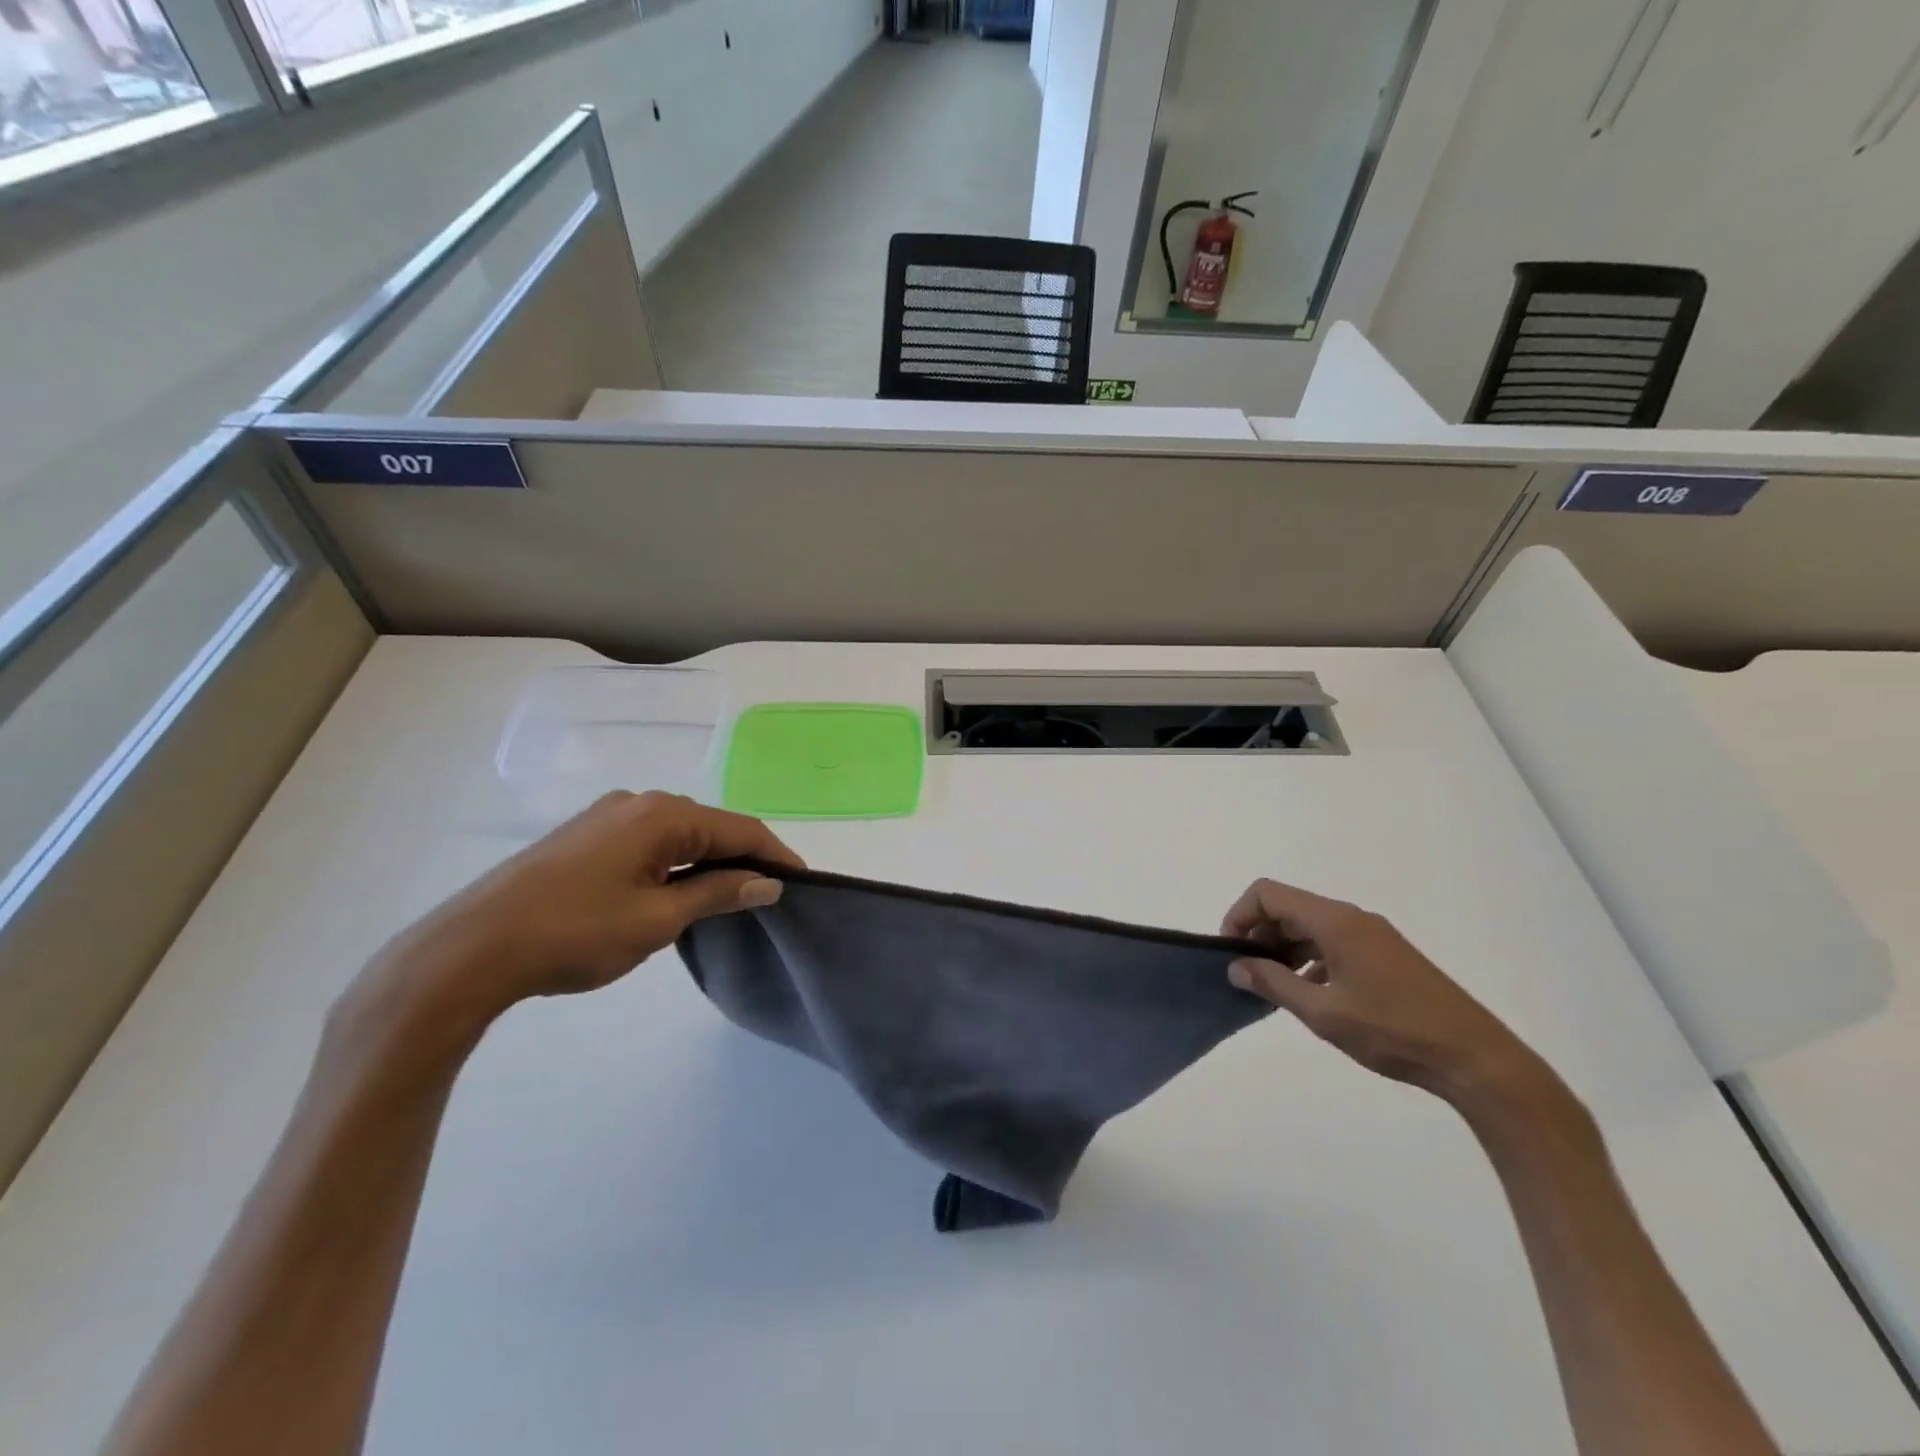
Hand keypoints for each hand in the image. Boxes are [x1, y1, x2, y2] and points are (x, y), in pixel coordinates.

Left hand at [363, 792, 801, 1022]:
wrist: (471, 949)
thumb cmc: (574, 933)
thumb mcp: (658, 920)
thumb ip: (718, 893)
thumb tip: (768, 883)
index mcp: (662, 815)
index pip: (740, 829)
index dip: (775, 855)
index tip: (802, 883)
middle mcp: (638, 803)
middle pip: (710, 827)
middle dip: (743, 858)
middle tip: (767, 896)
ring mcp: (607, 817)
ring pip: (678, 835)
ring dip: (707, 862)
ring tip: (728, 898)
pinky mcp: (584, 836)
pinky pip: (649, 842)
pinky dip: (675, 864)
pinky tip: (676, 891)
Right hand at [1222, 878, 1548, 1110]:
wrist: (1477, 1059)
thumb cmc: (1395, 1031)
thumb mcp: (1324, 1013)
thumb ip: (1274, 984)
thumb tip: (1236, 966)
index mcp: (1335, 921)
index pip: (1268, 894)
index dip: (1240, 915)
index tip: (1231, 953)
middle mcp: (1352, 917)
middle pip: (1288, 906)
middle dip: (1259, 932)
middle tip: (1247, 973)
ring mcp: (1372, 935)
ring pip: (1310, 925)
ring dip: (1283, 947)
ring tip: (1273, 986)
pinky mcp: (1386, 955)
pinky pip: (1333, 941)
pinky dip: (1310, 957)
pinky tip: (1309, 993)